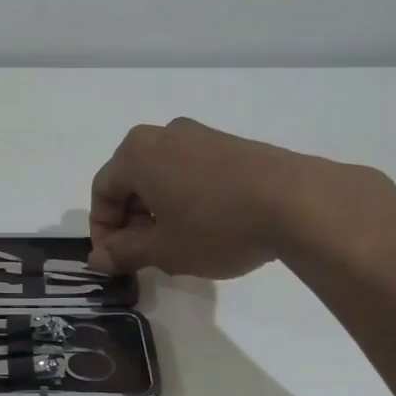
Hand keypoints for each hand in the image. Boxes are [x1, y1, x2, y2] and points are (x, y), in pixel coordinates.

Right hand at [88, 118, 395, 277]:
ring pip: (163, 176)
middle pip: (131, 180)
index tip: (114, 261)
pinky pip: (192, 172)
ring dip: (159, 212)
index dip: (102, 230)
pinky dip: (186, 199)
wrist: (298, 202)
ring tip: (177, 246)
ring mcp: (201, 135)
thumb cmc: (216, 225)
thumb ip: (124, 253)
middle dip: (131, 221)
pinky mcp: (231, 145)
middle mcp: (163, 134)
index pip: (102, 191)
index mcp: (136, 152)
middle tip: (144, 257)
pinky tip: (207, 229)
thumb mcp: (163, 249)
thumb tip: (97, 259)